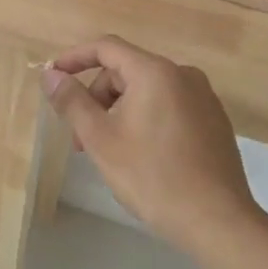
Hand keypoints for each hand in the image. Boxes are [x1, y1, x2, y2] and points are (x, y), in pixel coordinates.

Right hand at [42, 36, 259, 253]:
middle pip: (126, 70)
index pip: (106, 48)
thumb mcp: (100, 139)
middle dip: (97, 97)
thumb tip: (51, 75)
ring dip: (119, 111)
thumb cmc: (152, 176)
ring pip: (147, 91)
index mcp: (155, 72)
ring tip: (109, 151)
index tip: (53, 77)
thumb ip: (72, 101)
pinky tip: (141, 155)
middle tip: (81, 138)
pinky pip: (169, 106)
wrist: (217, 221)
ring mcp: (204, 98)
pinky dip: (145, 118)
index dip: (74, 58)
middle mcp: (183, 75)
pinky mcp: (214, 121)